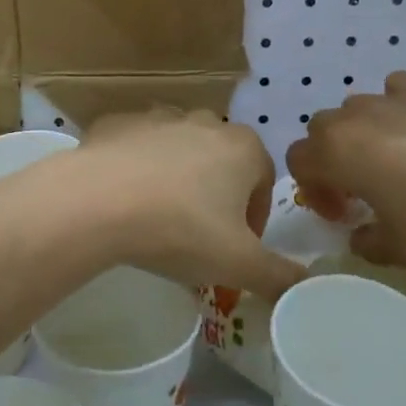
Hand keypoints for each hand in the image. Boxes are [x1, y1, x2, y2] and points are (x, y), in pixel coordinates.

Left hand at [66, 110, 304, 301]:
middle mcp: (204, 121)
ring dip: (175, 179)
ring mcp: (158, 117)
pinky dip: (134, 168)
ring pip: (177, 151)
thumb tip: (306, 288)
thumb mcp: (239, 264)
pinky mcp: (118, 122)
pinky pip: (135, 147)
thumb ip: (279, 277)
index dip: (255, 218)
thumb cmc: (181, 229)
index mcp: (243, 147)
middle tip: (197, 236)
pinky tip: (122, 200)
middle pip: (221, 162)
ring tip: (156, 219)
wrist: (98, 201)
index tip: (236, 249)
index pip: (264, 181)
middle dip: (215, 195)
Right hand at [288, 72, 405, 270]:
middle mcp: (357, 115)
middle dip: (334, 158)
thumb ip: (366, 241)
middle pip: (323, 130)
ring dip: (366, 134)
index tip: (344, 215)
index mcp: (337, 151)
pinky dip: (401, 110)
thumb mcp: (399, 250)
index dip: (313, 191)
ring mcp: (397, 96)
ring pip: (361, 108)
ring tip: (400, 161)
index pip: (298, 161)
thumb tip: (363, 232)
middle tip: (365, 190)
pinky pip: (400, 91)